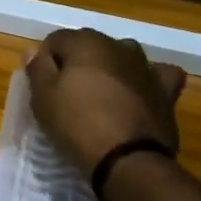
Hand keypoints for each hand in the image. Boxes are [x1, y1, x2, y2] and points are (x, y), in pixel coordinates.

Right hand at [25, 27, 185, 175]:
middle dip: (77, 64)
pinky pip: (156, 75)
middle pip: (89, 47)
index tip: (42, 88)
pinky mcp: (166, 90)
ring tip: (101, 97)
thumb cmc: (77, 125)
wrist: (128, 160)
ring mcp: (146, 66)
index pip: (56, 40)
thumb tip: (34, 50)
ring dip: (110, 70)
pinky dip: (147, 80)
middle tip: (68, 96)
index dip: (45, 62)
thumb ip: (37, 69)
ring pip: (122, 57)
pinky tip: (140, 93)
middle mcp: (118, 45)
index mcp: (86, 42)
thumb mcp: (43, 99)